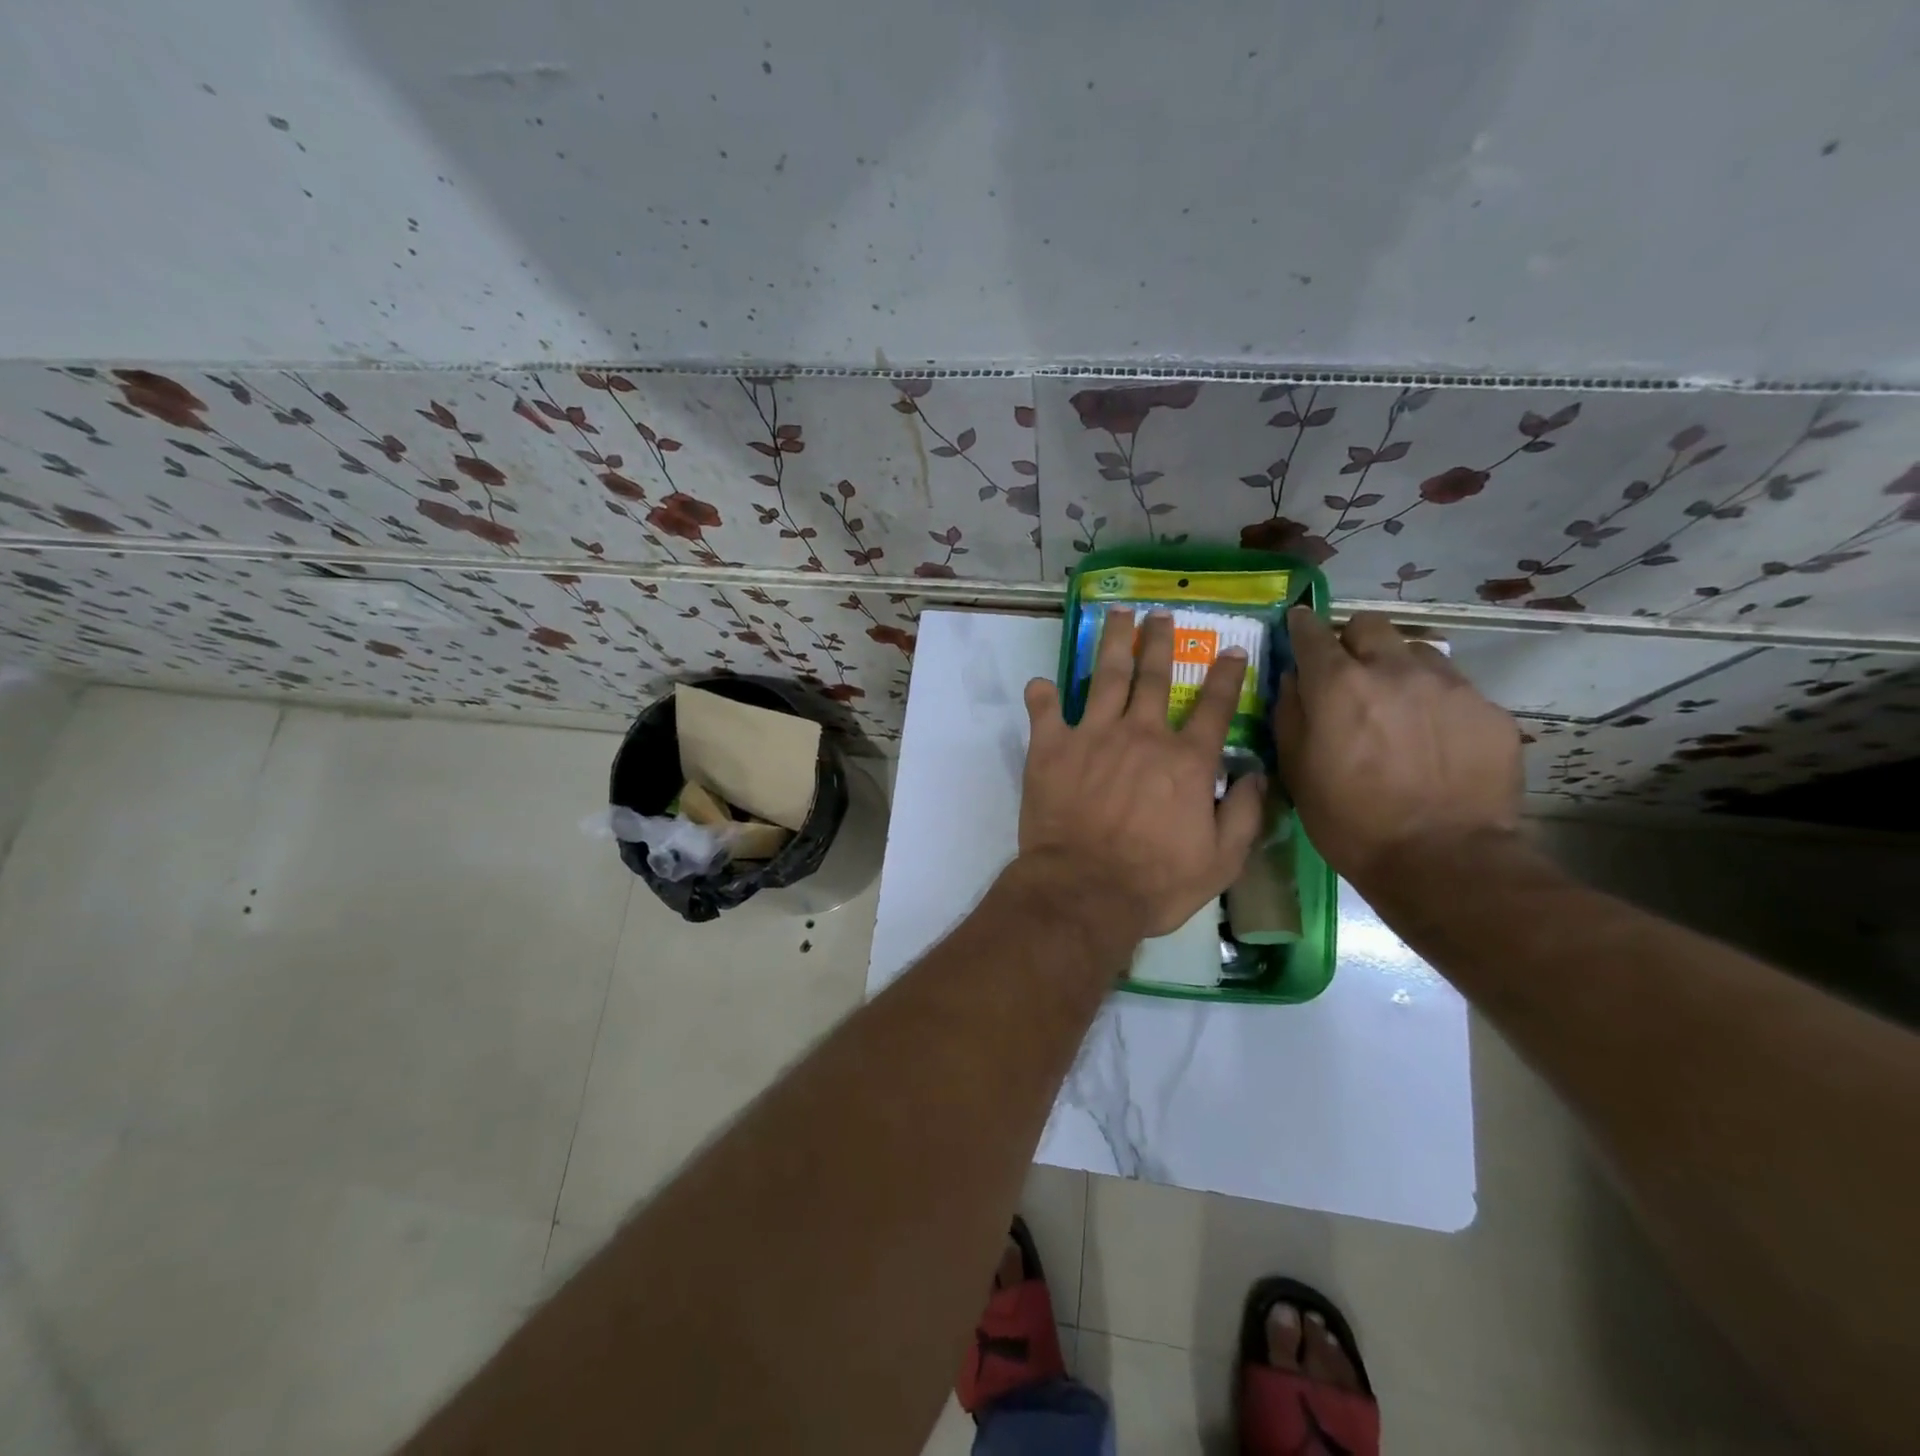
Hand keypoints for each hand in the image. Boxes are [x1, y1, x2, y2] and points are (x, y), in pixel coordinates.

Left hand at [1019, 609, 1265, 938]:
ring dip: (1113, 643)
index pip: (1216, 706)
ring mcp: (1093, 736)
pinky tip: (1041, 683)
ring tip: (1117, 615)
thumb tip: (1258, 775)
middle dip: (1160, 641)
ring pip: (1105, 676)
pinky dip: (1042, 695)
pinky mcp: (1051, 748)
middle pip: (1155, 676)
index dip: (1227, 676)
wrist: (1085, 891)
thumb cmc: (1156, 882)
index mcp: (1186, 759)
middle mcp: (1142, 734)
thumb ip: (1245, 814)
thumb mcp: (1221, 860)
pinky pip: (1045, 711)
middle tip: (1160, 614)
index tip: (1232, 650)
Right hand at [1277, 608, 1521, 884]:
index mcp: (1339, 684)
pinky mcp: (1488, 710)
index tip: (1297, 627)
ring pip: (1416, 651)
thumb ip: (1290, 714)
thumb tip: (1293, 679)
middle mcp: (1394, 670)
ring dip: (1397, 668)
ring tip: (1396, 705)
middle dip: (1352, 641)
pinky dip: (1434, 702)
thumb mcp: (1297, 771)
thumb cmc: (1350, 821)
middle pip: (1370, 625)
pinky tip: (1433, 739)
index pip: (1312, 633)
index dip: (1301, 626)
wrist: (1443, 860)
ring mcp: (1449, 686)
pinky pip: (1454, 688)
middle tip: (1349, 673)